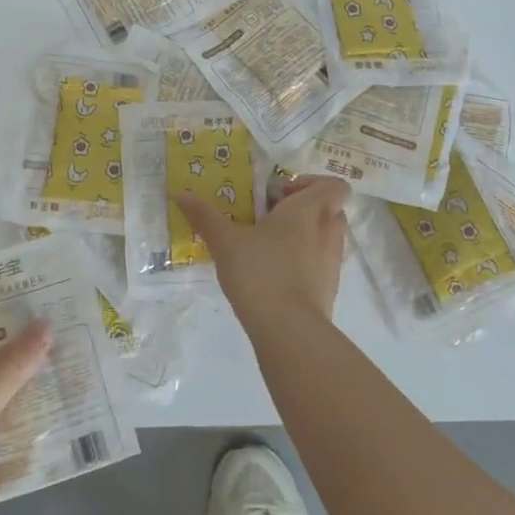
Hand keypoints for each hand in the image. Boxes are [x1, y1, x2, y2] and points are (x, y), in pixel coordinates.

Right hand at [174, 174, 350, 332]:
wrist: (289, 331)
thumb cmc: (260, 272)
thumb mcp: (225, 241)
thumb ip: (204, 215)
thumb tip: (180, 194)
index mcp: (309, 210)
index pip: (334, 185)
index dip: (312, 183)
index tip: (281, 194)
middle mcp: (329, 231)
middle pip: (330, 208)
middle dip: (304, 208)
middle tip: (271, 216)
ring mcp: (333, 262)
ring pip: (326, 236)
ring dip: (305, 234)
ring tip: (269, 245)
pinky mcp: (329, 289)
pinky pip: (321, 263)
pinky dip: (305, 262)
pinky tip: (274, 273)